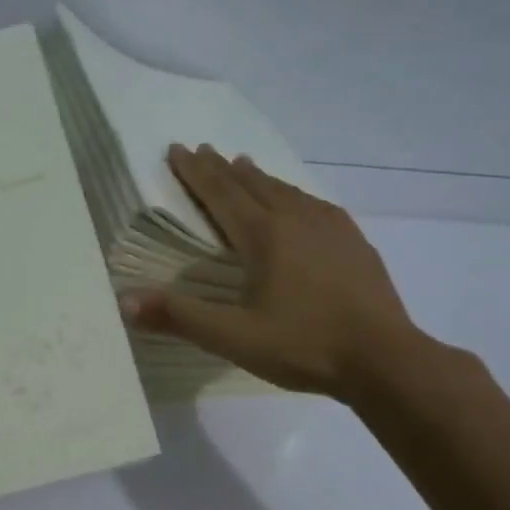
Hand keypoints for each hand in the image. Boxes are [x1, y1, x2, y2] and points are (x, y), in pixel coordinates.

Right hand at [121, 145, 420, 403]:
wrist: (385, 360)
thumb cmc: (304, 346)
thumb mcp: (233, 338)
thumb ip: (180, 317)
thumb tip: (125, 301)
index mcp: (265, 236)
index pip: (221, 194)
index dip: (196, 172)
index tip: (176, 149)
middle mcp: (297, 221)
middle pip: (253, 185)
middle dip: (223, 168)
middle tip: (204, 150)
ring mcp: (332, 229)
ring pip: (287, 191)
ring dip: (260, 177)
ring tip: (245, 165)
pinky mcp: (355, 244)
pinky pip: (316, 205)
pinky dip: (295, 195)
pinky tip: (302, 203)